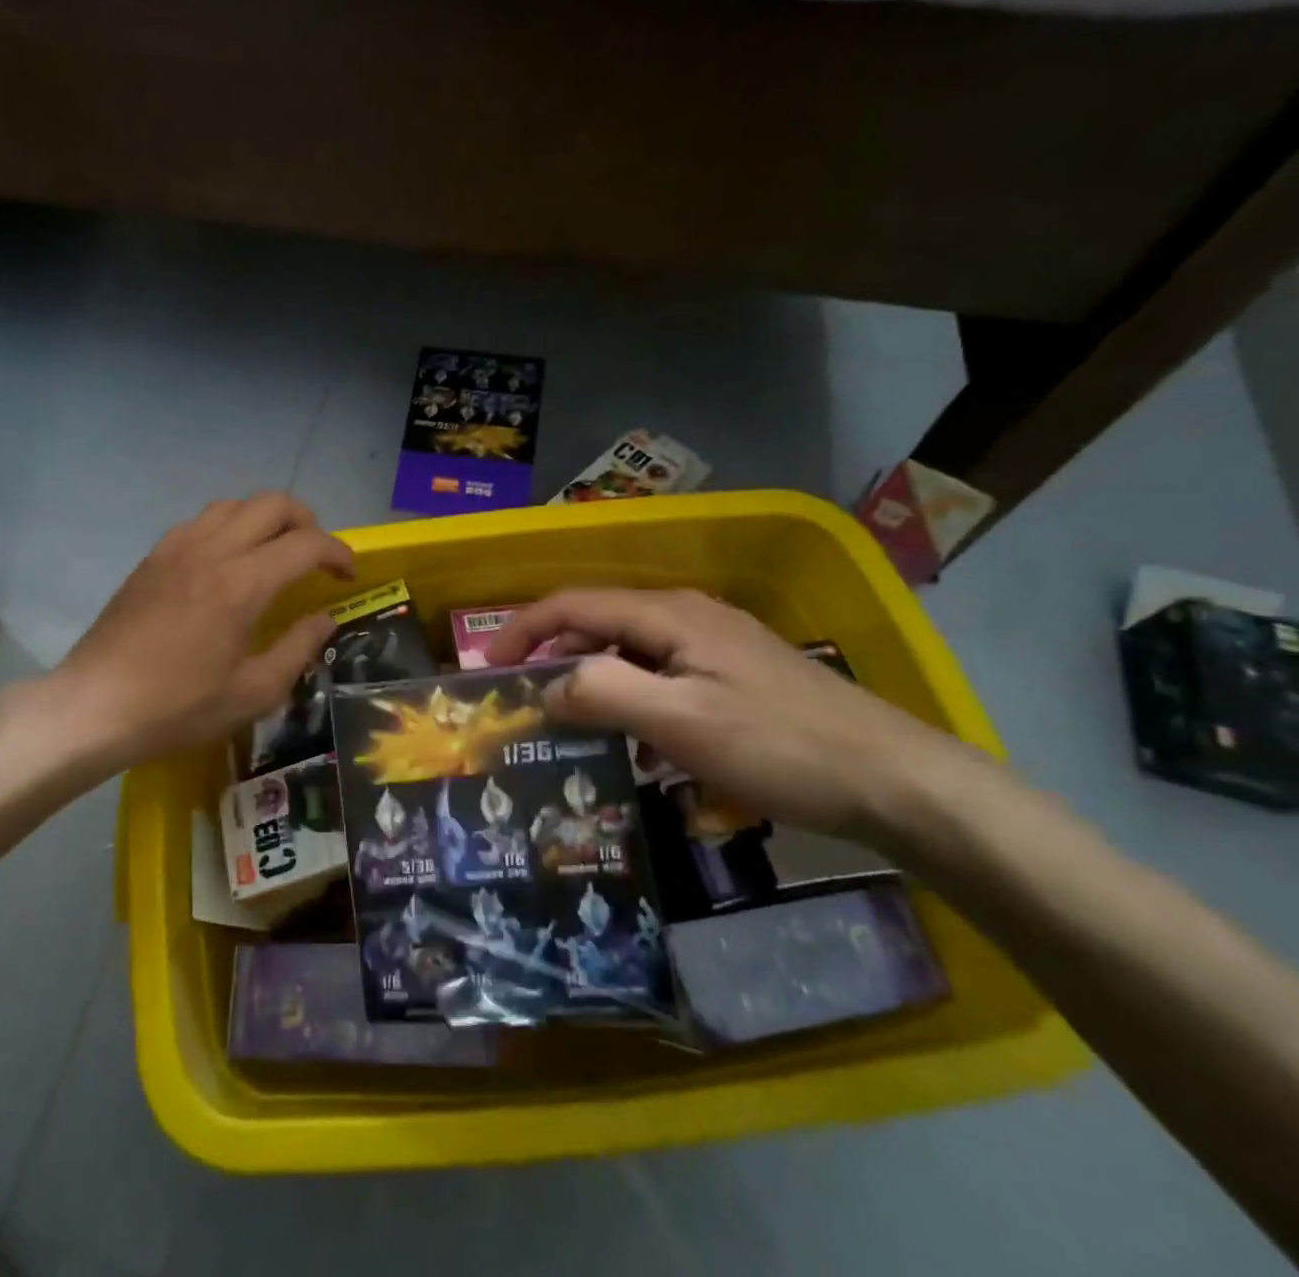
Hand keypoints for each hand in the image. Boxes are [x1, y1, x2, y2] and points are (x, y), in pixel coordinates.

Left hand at [41, 493, 354, 772]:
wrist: (95, 707)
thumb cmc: (179, 707)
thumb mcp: (254, 692)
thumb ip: (299, 648)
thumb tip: (325, 619)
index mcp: (242, 583)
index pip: (306, 543)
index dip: (338, 552)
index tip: (348, 574)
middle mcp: (212, 550)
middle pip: (272, 504)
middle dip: (306, 521)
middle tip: (315, 556)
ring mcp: (177, 548)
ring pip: (233, 505)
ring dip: (265, 519)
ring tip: (274, 552)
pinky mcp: (152, 557)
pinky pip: (200, 521)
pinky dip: (228, 527)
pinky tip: (226, 562)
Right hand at [484, 588, 995, 845]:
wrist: (896, 781)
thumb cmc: (779, 747)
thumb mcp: (679, 722)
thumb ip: (602, 694)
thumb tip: (547, 686)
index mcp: (669, 615)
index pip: (573, 604)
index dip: (523, 630)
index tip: (488, 667)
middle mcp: (688, 616)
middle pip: (599, 622)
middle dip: (552, 655)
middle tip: (521, 700)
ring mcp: (716, 645)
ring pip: (629, 651)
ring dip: (591, 679)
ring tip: (567, 723)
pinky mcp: (735, 675)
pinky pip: (662, 676)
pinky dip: (631, 698)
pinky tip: (636, 743)